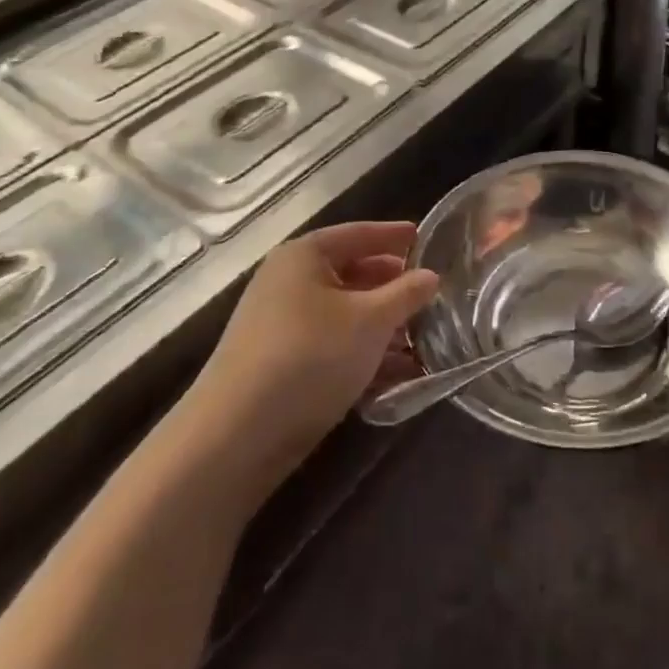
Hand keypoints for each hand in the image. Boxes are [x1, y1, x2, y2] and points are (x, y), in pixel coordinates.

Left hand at [192, 222, 438, 481]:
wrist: (237, 435)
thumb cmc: (310, 356)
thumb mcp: (370, 320)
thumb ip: (406, 294)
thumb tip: (431, 276)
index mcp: (304, 256)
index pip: (358, 234)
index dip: (394, 235)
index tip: (426, 239)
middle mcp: (288, 282)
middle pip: (352, 273)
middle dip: (392, 286)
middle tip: (431, 294)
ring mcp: (281, 324)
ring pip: (344, 313)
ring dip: (382, 324)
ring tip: (423, 337)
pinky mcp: (281, 364)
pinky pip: (332, 344)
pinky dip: (362, 351)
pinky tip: (396, 372)